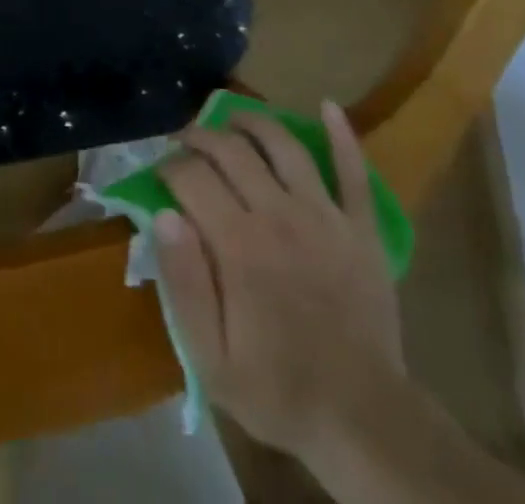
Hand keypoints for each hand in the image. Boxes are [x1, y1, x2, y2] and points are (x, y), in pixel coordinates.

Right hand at [154, 101, 404, 458]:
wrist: (365, 420)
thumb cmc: (279, 389)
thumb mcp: (211, 359)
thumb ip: (183, 283)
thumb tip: (165, 215)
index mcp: (239, 244)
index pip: (192, 178)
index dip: (169, 167)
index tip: (159, 173)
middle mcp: (279, 214)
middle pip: (232, 151)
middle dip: (201, 136)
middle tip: (185, 140)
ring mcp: (324, 215)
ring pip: (284, 146)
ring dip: (254, 122)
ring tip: (233, 118)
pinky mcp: (361, 227)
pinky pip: (354, 171)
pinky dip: (341, 135)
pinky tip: (326, 106)